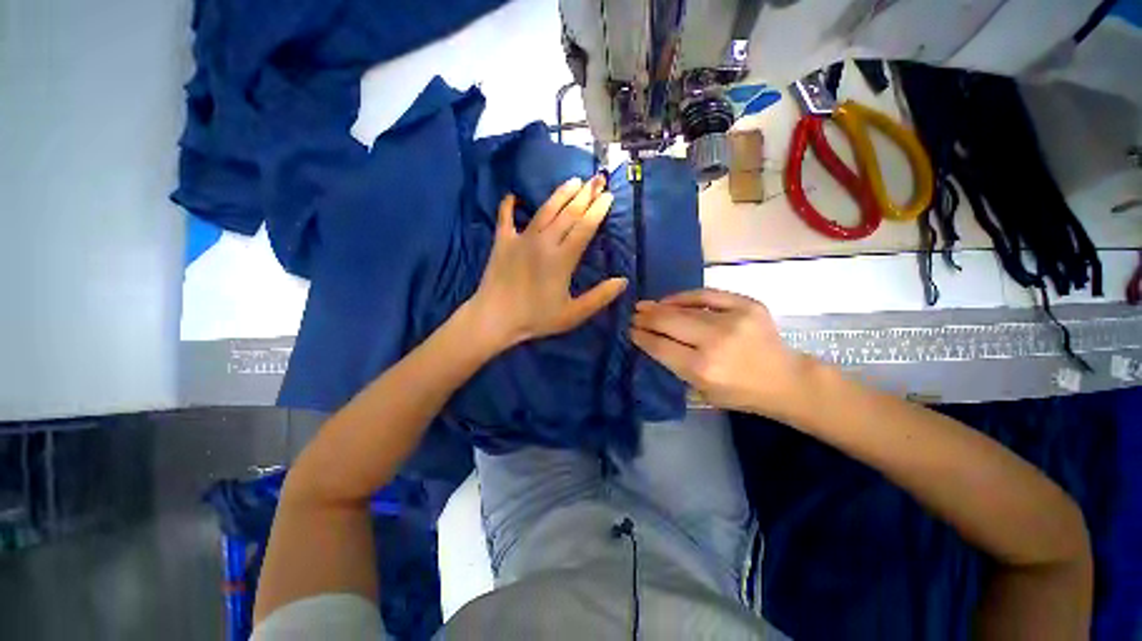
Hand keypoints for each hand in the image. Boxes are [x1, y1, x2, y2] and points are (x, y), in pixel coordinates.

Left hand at [469, 176, 627, 348]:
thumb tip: (623, 281)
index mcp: (562, 259)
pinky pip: (505, 218)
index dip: (598, 210)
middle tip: (597, 178)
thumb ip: (599, 297)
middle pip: (568, 213)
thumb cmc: (536, 318)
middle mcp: (543, 242)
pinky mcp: (502, 241)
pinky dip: (508, 206)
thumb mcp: (573, 314)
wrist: (494, 318)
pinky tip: (512, 195)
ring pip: (544, 210)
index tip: (608, 196)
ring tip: (573, 180)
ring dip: (560, 194)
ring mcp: (521, 238)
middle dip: (585, 195)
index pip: (585, 228)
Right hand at [631, 289, 816, 416]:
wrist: (785, 379)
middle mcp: (714, 343)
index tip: (630, 330)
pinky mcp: (747, 305)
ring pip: (684, 308)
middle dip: (646, 318)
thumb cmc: (739, 392)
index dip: (641, 336)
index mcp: (702, 369)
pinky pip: (707, 295)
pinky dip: (685, 296)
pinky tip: (670, 300)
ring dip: (660, 306)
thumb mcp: (701, 390)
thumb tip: (651, 339)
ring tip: (645, 305)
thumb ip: (675, 365)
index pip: (660, 346)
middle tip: (633, 315)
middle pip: (668, 323)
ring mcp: (732, 320)